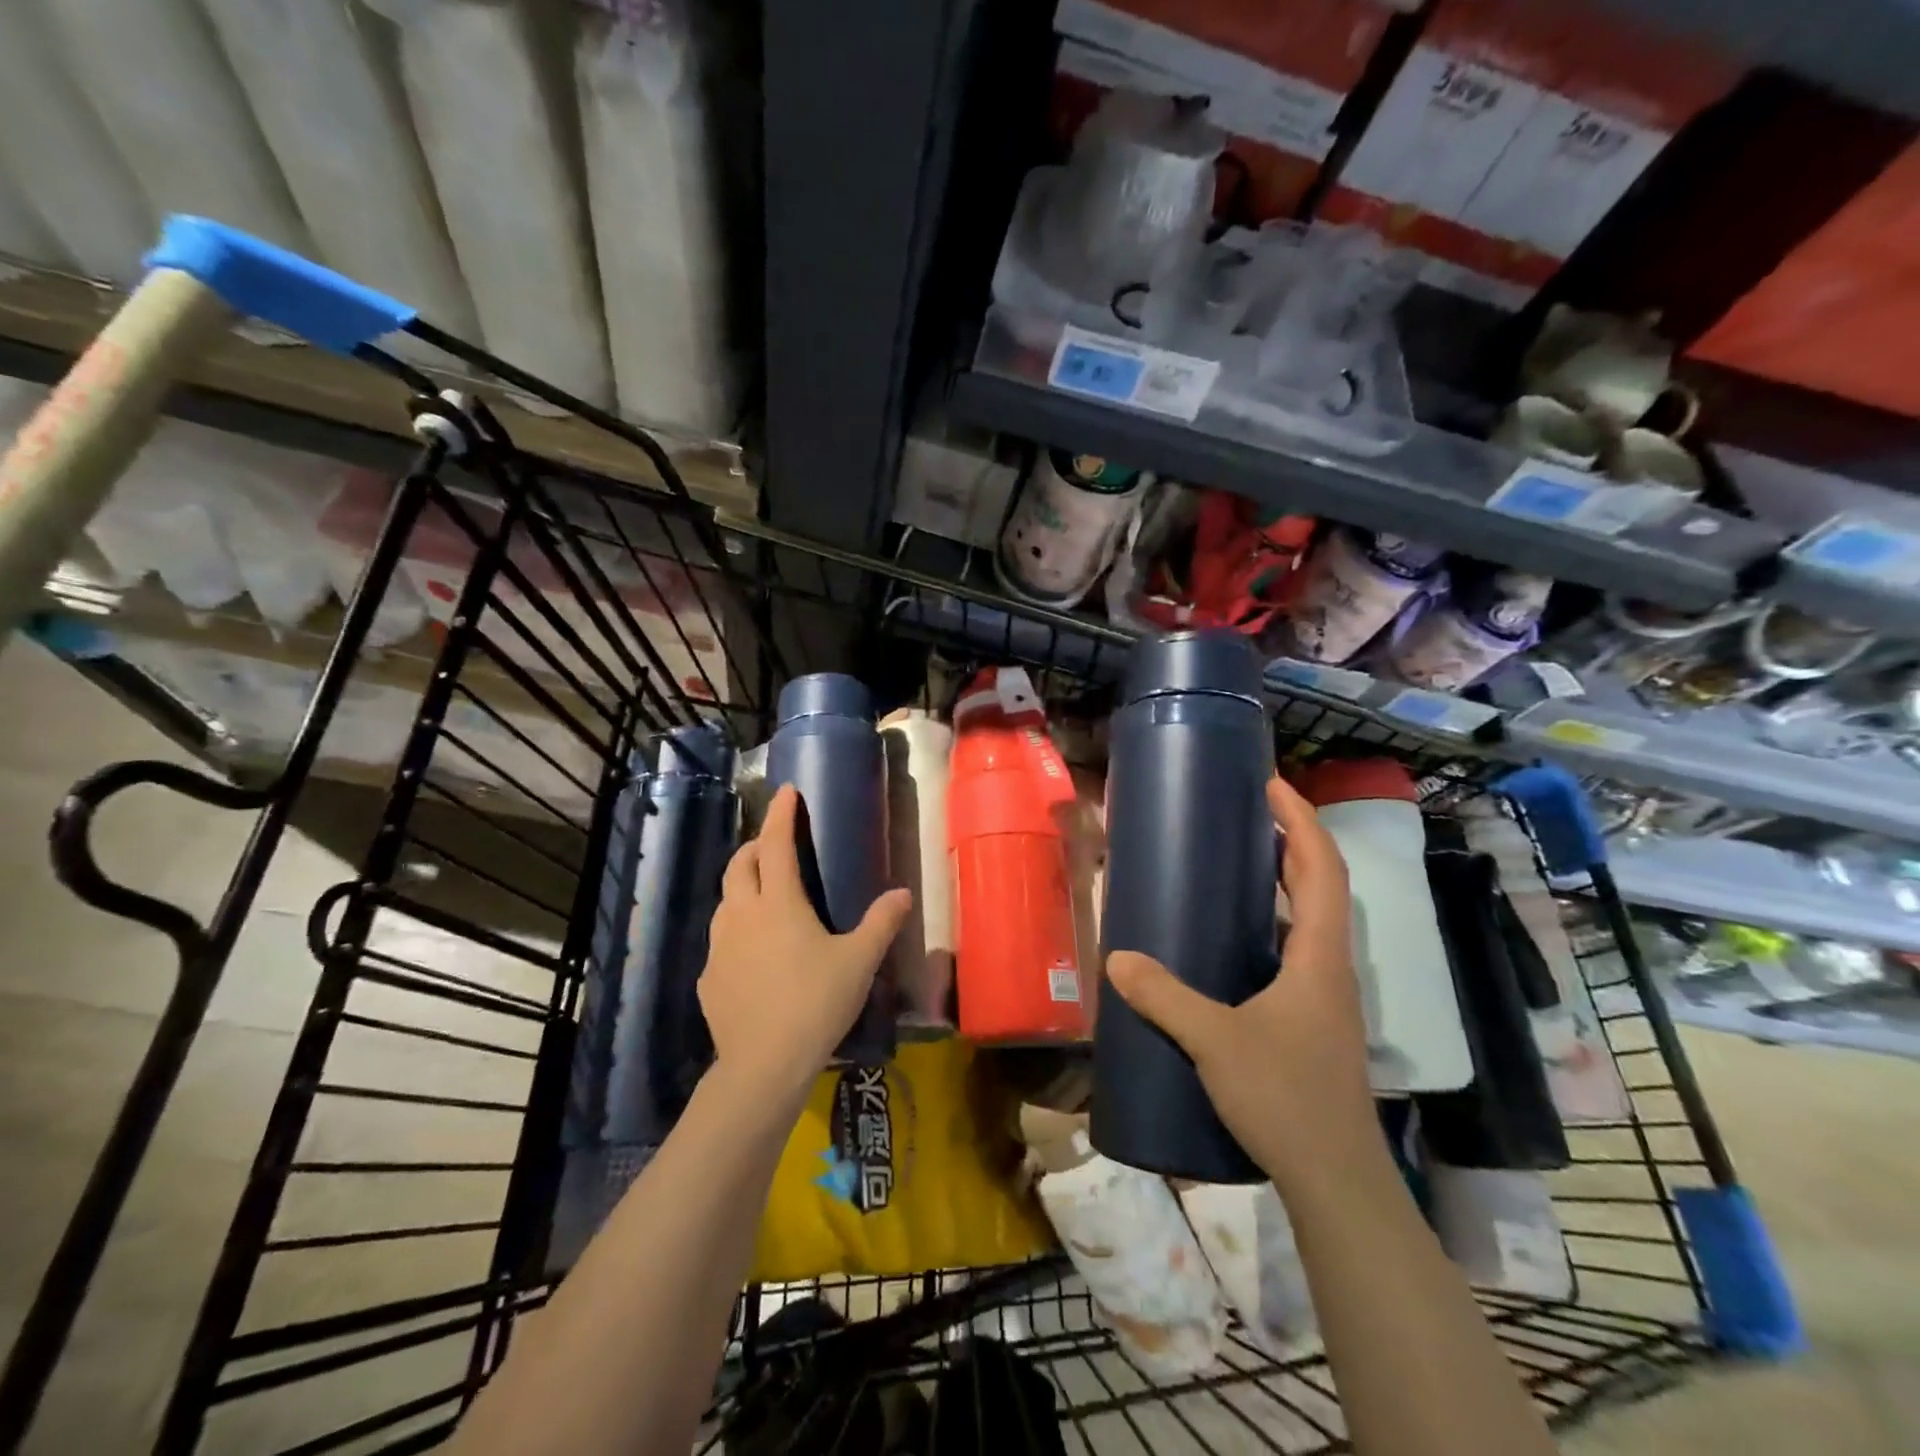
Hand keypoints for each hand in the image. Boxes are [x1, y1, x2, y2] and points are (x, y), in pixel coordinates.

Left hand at [699, 785, 912, 1109]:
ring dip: (742, 885)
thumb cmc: (815, 1002)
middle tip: (773, 844)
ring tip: (763, 894)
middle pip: (739, 865)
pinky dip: (737, 928)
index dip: (780, 815)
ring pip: (725, 901)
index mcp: (779, 903)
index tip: (786, 792)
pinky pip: (721, 940)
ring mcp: (720, 948)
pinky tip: (753, 952)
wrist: (763, 1064)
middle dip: (755, 845)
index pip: (775, 844)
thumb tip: (903, 893)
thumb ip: (881, 923)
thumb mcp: (859, 961)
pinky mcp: (709, 979)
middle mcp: (742, 915)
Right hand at [1105, 775, 1377, 1192]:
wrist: (1335, 1179)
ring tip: (1239, 861)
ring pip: (1312, 919)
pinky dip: (1273, 922)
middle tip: (1249, 811)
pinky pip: (1296, 950)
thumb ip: (1163, 997)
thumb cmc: (1285, 1098)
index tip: (1271, 785)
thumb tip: (1117, 960)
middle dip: (1292, 840)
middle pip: (1322, 885)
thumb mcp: (1214, 1040)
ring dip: (1286, 880)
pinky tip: (1234, 938)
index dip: (1301, 821)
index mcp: (1319, 956)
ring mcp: (1325, 996)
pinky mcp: (1312, 1020)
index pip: (1322, 869)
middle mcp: (1330, 966)